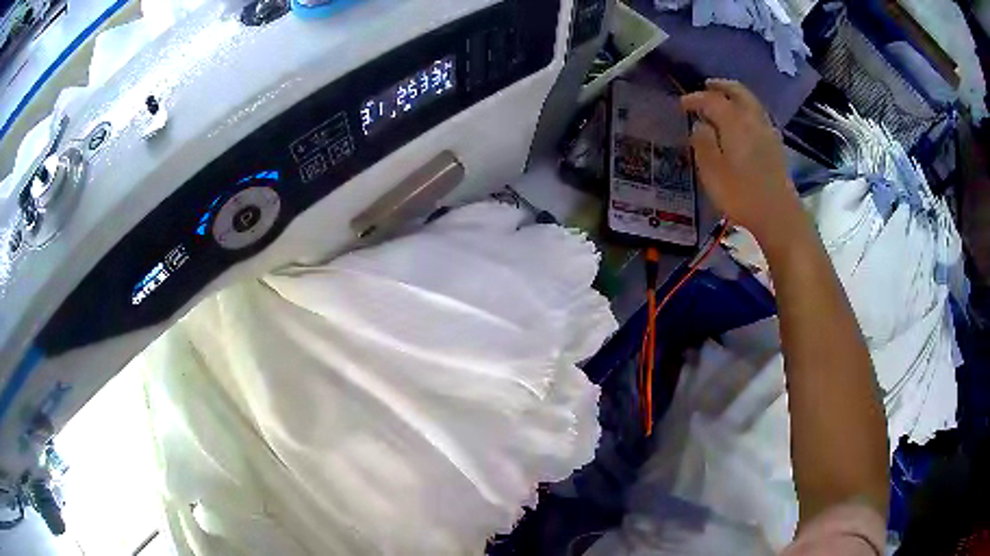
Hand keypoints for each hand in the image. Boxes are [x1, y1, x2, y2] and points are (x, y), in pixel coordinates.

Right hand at [681, 80, 805, 248]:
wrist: (778, 215)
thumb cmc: (741, 195)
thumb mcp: (712, 171)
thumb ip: (703, 143)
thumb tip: (699, 125)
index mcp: (734, 122)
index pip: (712, 100)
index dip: (695, 99)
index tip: (682, 104)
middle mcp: (753, 120)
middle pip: (738, 92)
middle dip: (721, 86)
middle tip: (707, 86)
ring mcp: (768, 132)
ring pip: (752, 102)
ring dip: (736, 95)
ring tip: (725, 99)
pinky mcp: (776, 146)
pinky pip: (760, 116)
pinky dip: (748, 109)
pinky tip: (744, 121)